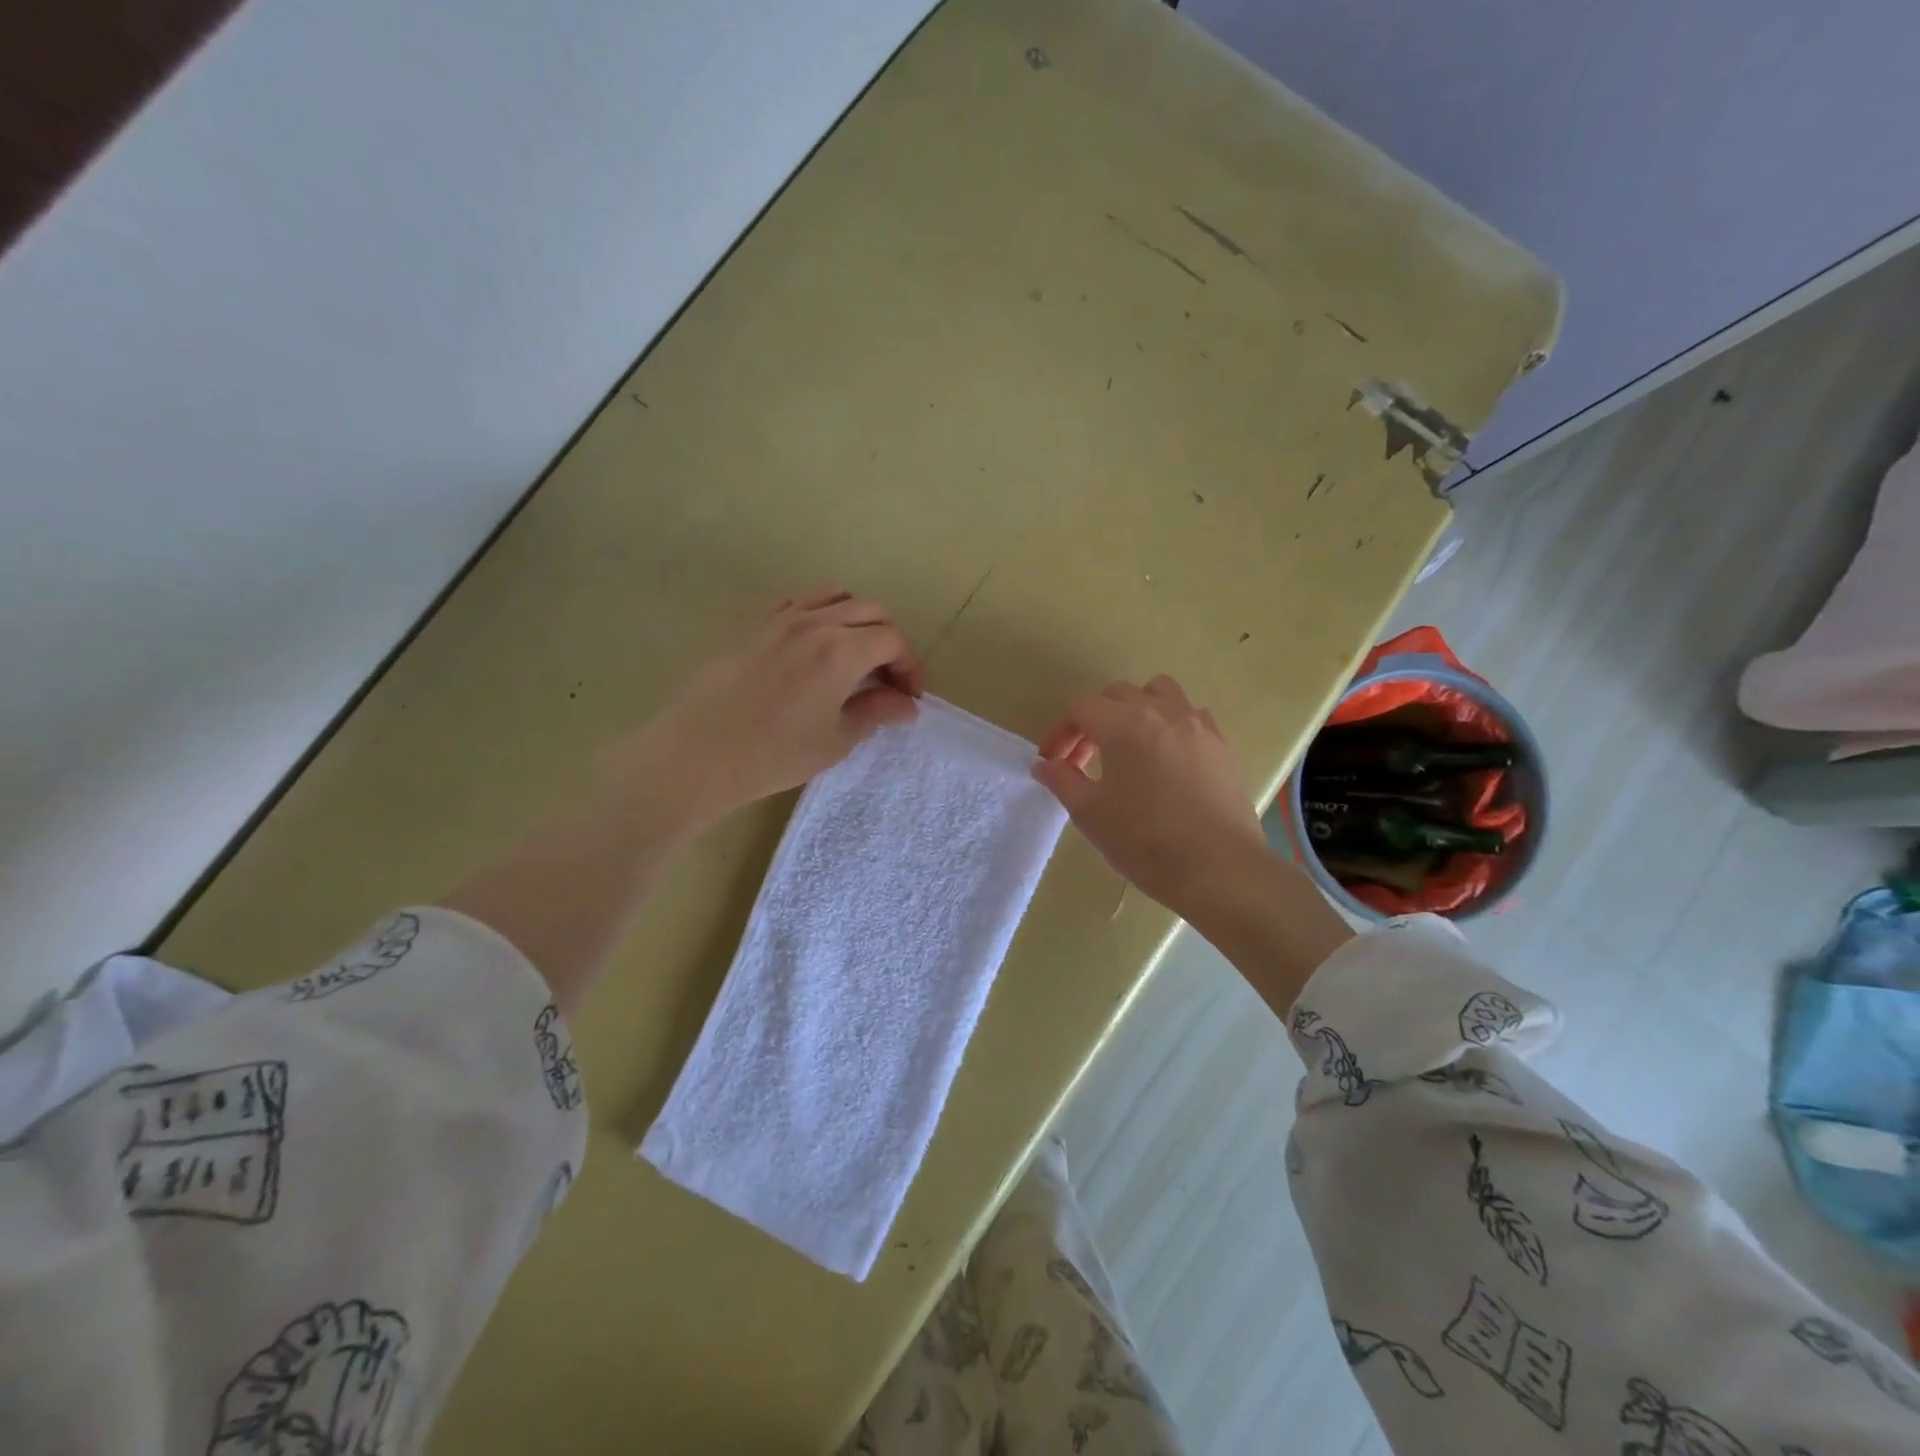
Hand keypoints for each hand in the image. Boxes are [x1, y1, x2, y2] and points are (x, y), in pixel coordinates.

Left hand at [614, 589, 923, 832]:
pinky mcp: (756, 624)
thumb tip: (907, 705)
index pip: (893, 641)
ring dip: (858, 621)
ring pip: (836, 597)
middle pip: (871, 611)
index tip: (909, 697)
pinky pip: (800, 602)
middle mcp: (816, 622)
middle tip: (887, 680)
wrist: (698, 753)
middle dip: (889, 642)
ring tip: (856, 657)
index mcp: (842, 650)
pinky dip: (822, 614)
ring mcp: (782, 618)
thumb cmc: (774, 754)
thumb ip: (876, 713)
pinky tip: (815, 646)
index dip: (909, 667)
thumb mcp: (836, 740)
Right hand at [1033, 676, 1269, 918]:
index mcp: (1124, 725)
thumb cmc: (1146, 841)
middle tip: (1086, 759)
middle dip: (1094, 720)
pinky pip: (1190, 715)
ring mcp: (1197, 725)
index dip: (1062, 732)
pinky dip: (1170, 724)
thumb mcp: (1091, 814)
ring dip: (1136, 710)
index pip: (1082, 708)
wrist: (1219, 869)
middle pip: (1117, 695)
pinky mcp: (1221, 745)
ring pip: (1159, 693)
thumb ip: (1063, 781)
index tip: (1054, 763)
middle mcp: (1161, 712)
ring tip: (1129, 747)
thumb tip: (1045, 764)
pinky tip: (1167, 758)